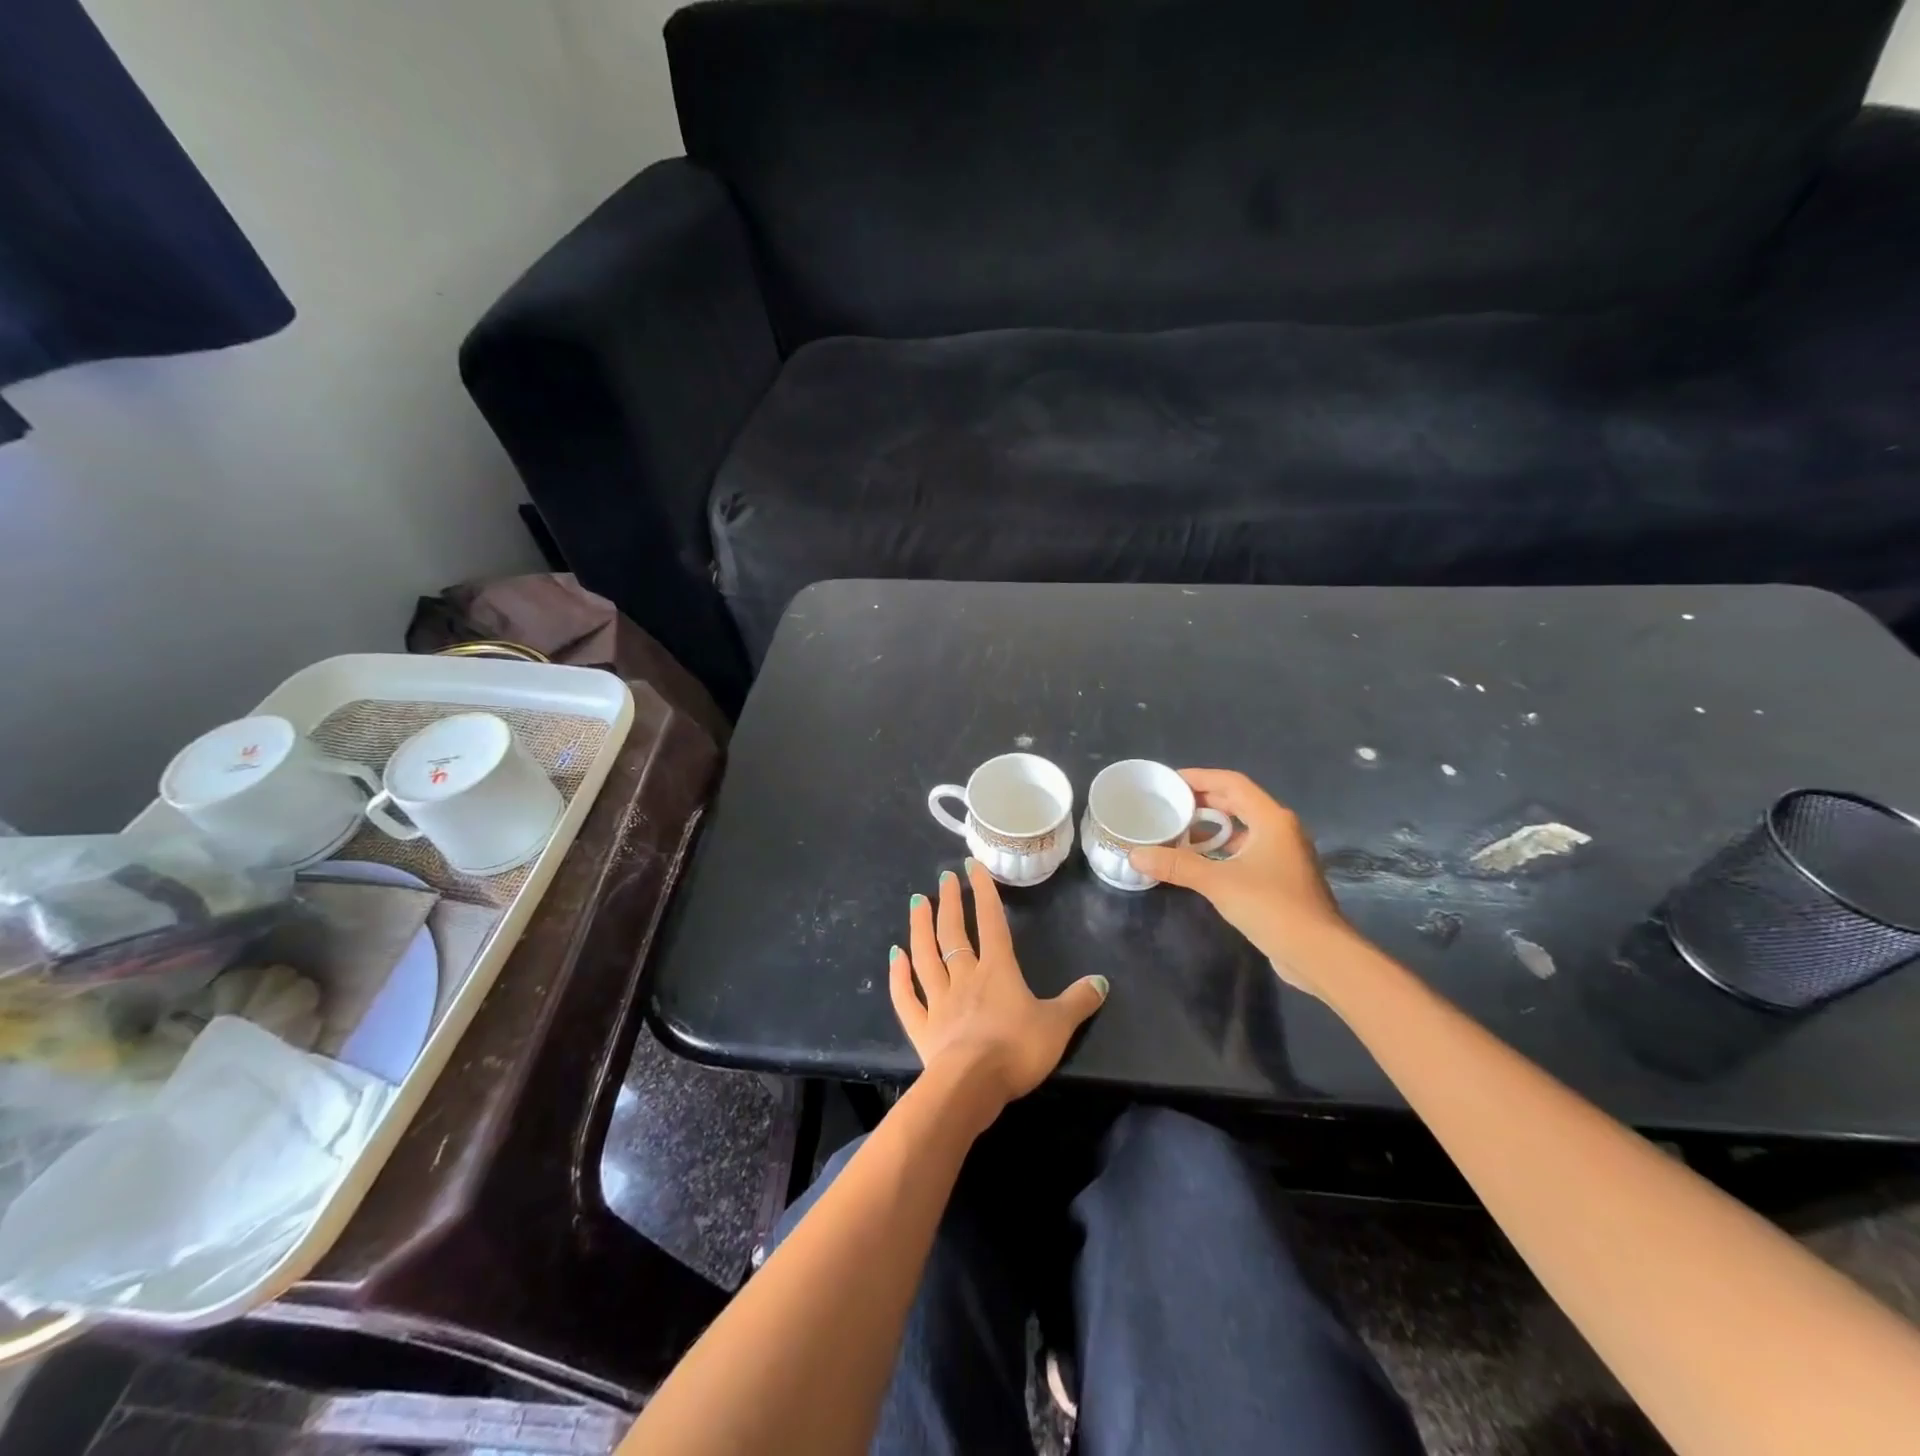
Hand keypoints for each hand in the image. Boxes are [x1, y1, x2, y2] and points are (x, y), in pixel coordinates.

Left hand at [889, 859, 1108, 1109]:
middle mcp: (964, 977)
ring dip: (919, 928)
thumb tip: (1102, 981)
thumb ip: (1078, 1002)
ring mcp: (939, 1001)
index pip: (991, 922)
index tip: (972, 865)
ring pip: (925, 956)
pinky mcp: (922, 1028)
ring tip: (915, 902)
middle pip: (954, 933)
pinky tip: (895, 957)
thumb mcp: (1058, 1025)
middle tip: (943, 878)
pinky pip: (907, 998)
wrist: (972, 1086)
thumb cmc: (1016, 1050)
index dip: (983, 892)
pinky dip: (899, 977)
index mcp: (997, 971)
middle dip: (949, 902)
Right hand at [1126, 770, 1353, 993]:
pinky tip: (1199, 862)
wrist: (1318, 953)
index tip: (1170, 781)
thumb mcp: (1219, 882)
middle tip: (1169, 804)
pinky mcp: (1281, 877)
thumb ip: (1177, 865)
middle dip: (1203, 801)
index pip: (1232, 783)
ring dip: (1212, 827)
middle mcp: (1281, 830)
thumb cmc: (1272, 906)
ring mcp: (1284, 854)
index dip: (1200, 777)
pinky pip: (1246, 850)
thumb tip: (1135, 855)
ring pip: (1242, 828)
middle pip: (1238, 803)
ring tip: (1178, 831)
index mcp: (1271, 819)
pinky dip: (1222, 849)